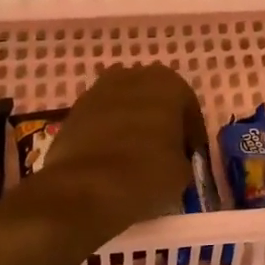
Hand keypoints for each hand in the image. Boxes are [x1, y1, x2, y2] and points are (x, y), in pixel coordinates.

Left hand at [31, 63, 206, 234]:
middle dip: (160, 122)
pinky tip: (110, 159)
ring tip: (135, 157)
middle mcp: (132, 76)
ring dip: (132, 125)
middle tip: (164, 153)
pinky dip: (108, 134)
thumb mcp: (183, 171)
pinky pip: (100, 121)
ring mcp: (97, 91)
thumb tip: (173, 158)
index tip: (190, 157)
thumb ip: (182, 154)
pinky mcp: (73, 111)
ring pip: (125, 107)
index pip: (189, 109)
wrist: (84, 188)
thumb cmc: (146, 173)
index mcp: (168, 83)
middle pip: (154, 100)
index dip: (191, 135)